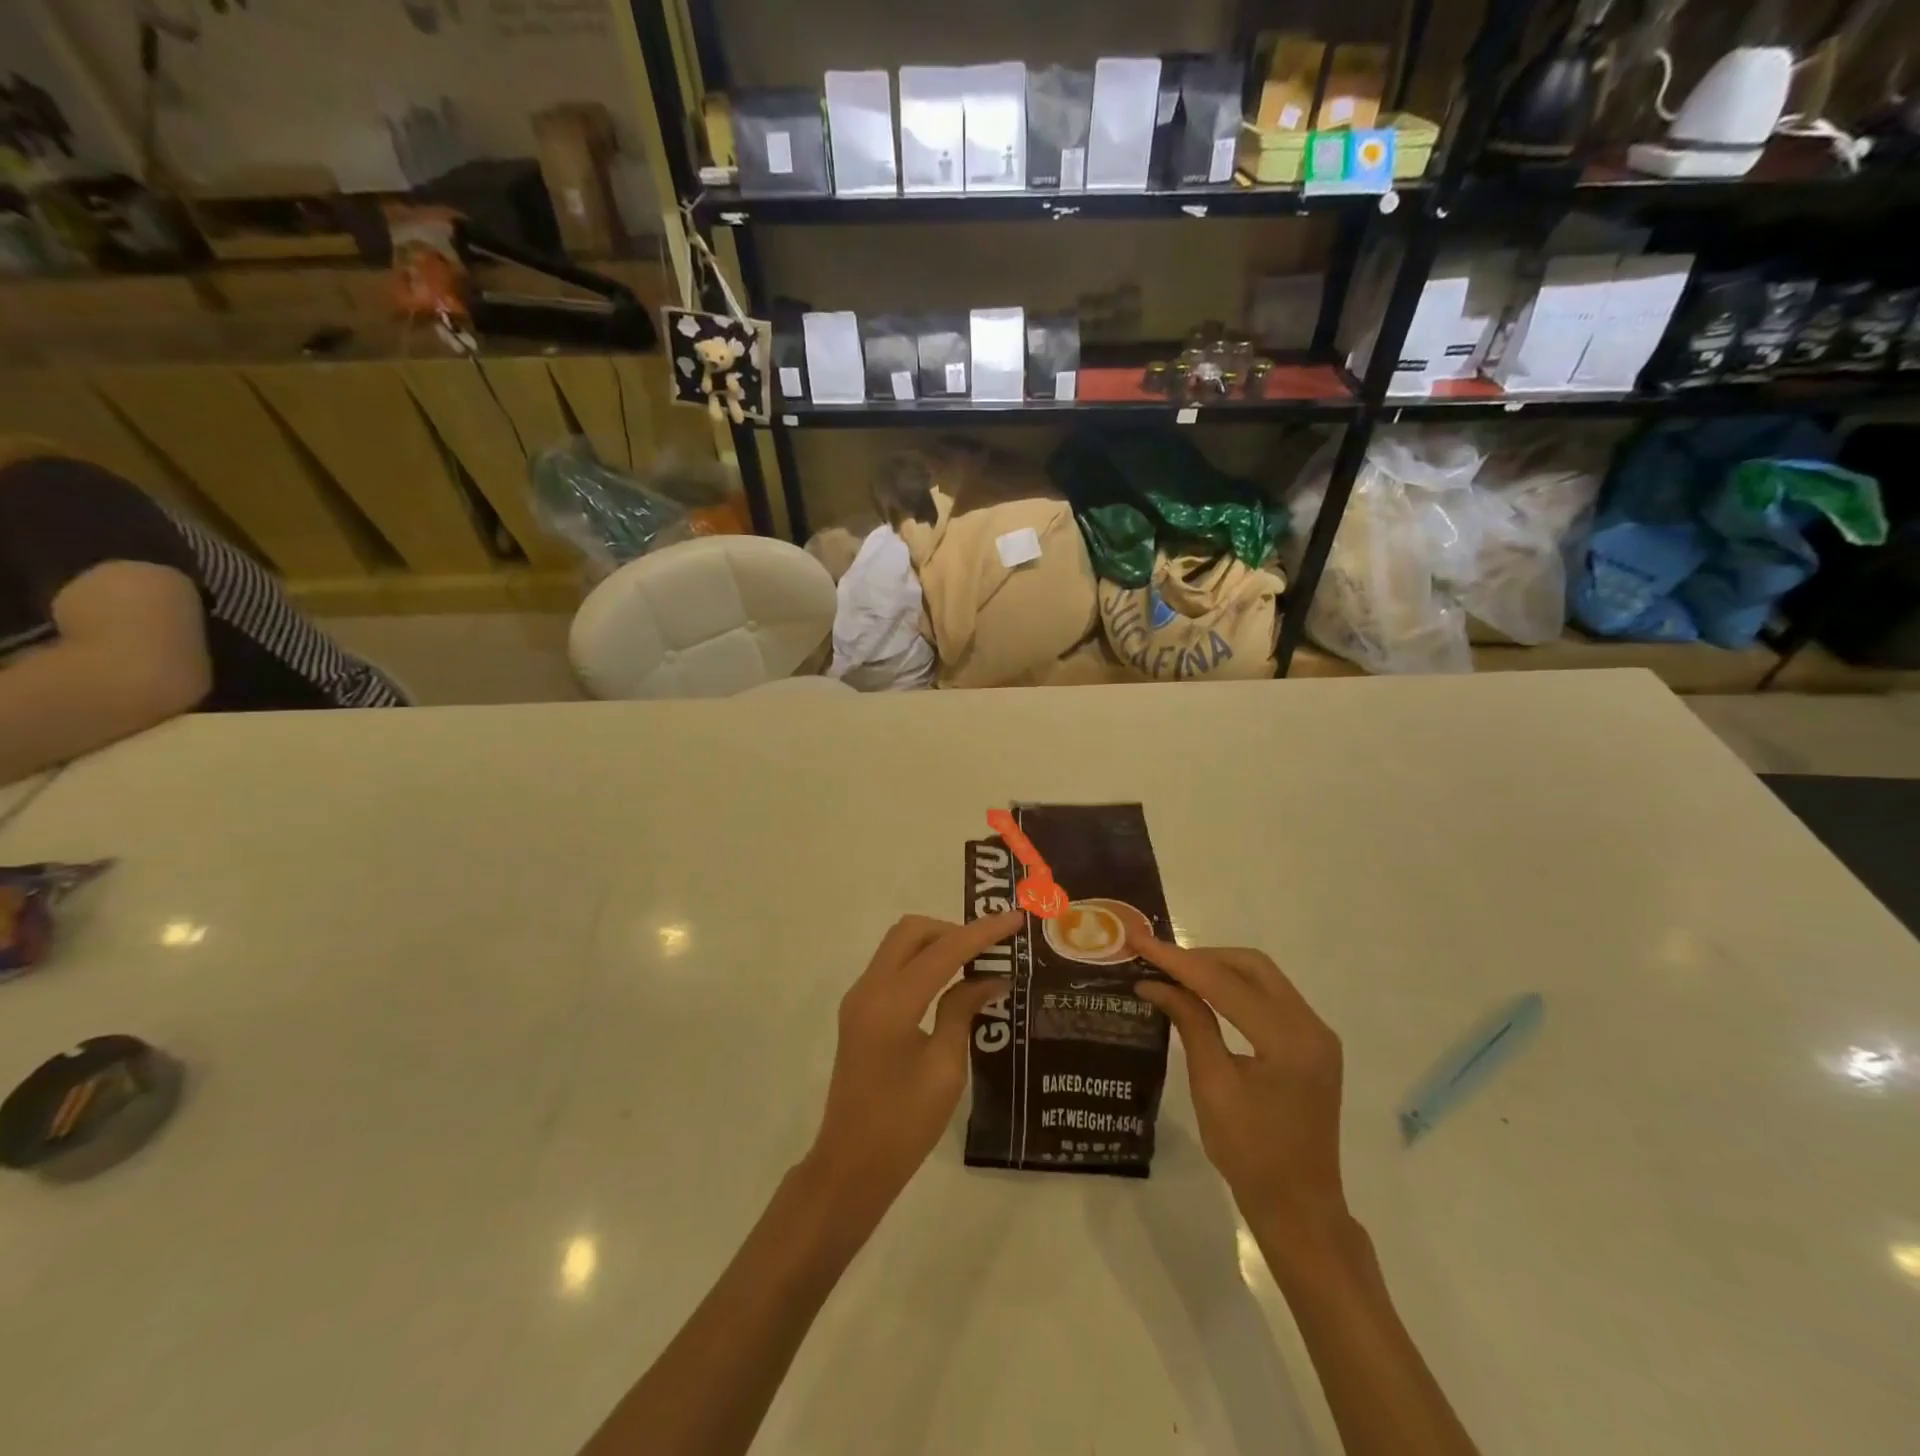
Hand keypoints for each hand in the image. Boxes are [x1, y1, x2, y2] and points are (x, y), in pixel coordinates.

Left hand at [805, 911, 1022, 1213]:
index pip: (943, 951)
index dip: (982, 932)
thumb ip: (963, 1011)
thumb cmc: (904, 1126)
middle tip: (991, 947)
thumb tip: (990, 978)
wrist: (850, 1166)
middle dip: (953, 930)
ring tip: (977, 959)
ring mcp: (859, 997)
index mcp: (892, 1003)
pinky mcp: (859, 1010)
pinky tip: (951, 980)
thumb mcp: (945, 1069)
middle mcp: (869, 988)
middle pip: (912, 931)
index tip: (1015, 919)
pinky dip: (922, 961)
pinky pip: (893, 966)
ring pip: (899, 944)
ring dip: (937, 943)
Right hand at [1130, 932, 1346, 1237]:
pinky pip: (1270, 996)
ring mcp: (1317, 1034)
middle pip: (1251, 966)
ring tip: (1174, 972)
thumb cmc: (1250, 1154)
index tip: (1139, 941)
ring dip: (1218, 968)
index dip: (1178, 960)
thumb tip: (1154, 982)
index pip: (1225, 983)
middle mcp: (1311, 1026)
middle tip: (1157, 959)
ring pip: (1262, 976)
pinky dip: (1235, 987)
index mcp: (1289, 1040)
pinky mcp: (1312, 1043)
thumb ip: (1190, 1023)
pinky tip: (1205, 993)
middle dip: (1201, 956)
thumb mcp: (1212, 1086)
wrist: (1300, 1207)